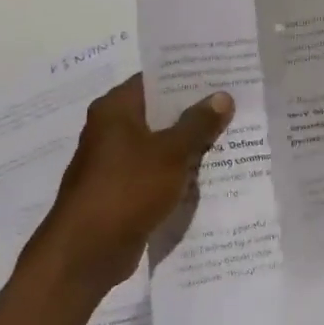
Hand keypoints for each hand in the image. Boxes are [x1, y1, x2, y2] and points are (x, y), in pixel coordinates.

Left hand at [19, 74, 233, 289]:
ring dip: (190, 143)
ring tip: (233, 134)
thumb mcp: (171, 152)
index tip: (222, 73)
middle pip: (160, 111)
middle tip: (236, 103)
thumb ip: (198, 123)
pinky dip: (179, 170)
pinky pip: (158, 171)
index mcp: (116, 109)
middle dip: (196, 110)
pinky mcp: (123, 190)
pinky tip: (211, 172)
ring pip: (161, 143)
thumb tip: (223, 96)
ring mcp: (116, 162)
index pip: (155, 79)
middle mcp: (112, 129)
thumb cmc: (127, 189)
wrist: (87, 251)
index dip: (188, 75)